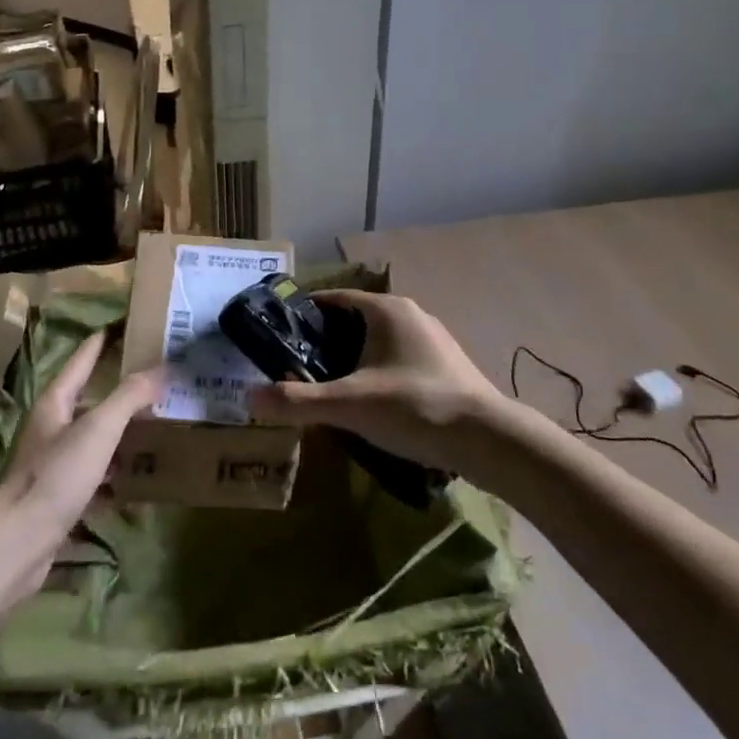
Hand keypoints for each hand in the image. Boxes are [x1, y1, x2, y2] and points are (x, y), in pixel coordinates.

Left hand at [0, 333, 162, 602]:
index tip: (129, 322)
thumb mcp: (98, 429)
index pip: (84, 357)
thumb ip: (129, 397)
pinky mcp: (61, 495)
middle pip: (91, 397)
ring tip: (159, 425)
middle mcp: (53, 426)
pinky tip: (140, 479)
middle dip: (123, 388)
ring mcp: (55, 462)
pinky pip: (97, 474)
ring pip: (96, 437)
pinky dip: (117, 473)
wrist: (18, 544)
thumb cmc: (56, 476)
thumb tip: (161, 368)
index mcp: (57, 401)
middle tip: (160, 378)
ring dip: (123, 432)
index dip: (105, 339)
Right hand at [248, 291, 507, 476]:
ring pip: (379, 341)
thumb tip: (249, 397)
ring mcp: (432, 338)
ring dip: (354, 359)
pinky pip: (400, 359)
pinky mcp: (447, 364)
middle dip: (326, 342)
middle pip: (355, 320)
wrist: (488, 439)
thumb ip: (297, 401)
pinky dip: (379, 372)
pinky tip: (373, 403)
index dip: (305, 314)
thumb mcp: (349, 405)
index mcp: (385, 309)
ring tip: (330, 388)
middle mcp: (410, 314)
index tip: (280, 334)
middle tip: (298, 368)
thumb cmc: (414, 407)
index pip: (333, 299)